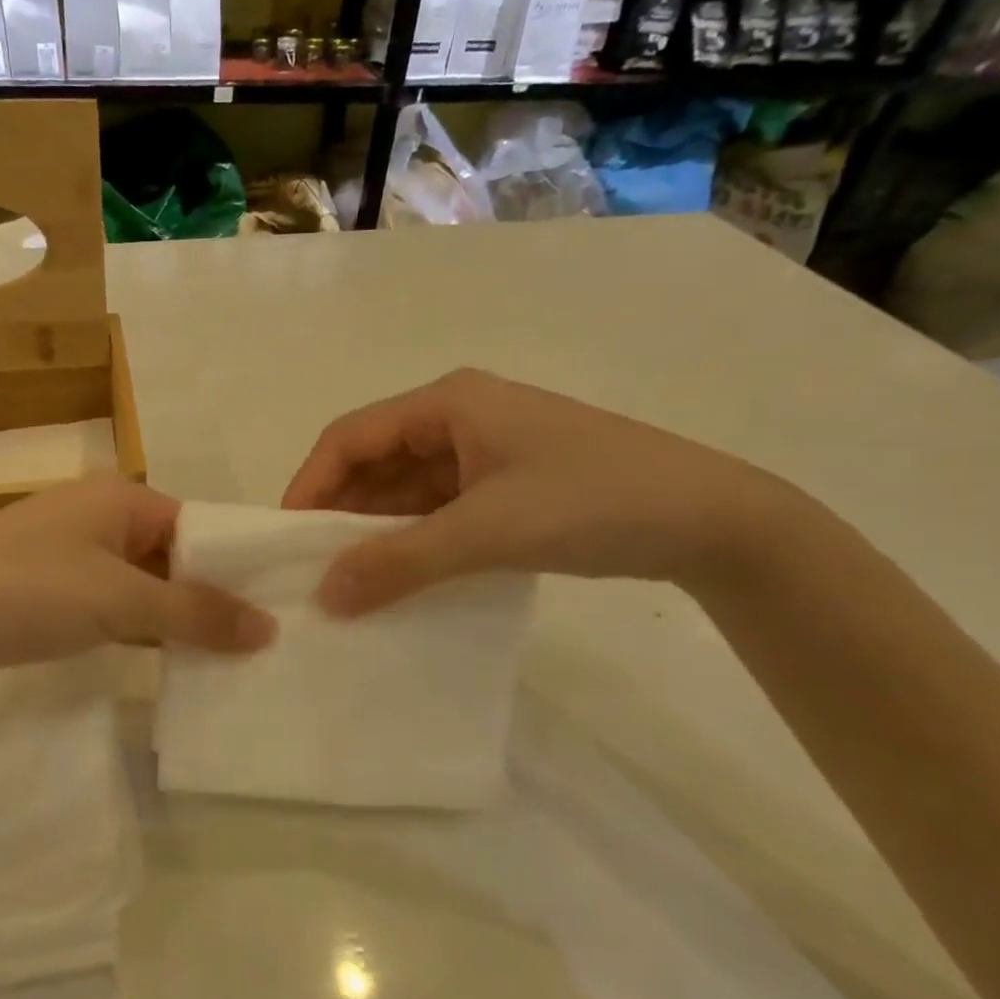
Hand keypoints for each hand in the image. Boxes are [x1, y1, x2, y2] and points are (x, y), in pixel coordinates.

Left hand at [0, 475, 276, 700]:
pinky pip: (112, 608)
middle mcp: (99, 517)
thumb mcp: (118, 598)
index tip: (278, 610)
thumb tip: (268, 628)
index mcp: (121, 496)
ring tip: (232, 660)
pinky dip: (140, 631)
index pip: (199, 526)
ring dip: (177, 619)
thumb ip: (194, 611)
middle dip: (210, 597)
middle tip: (262, 645)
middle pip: (173, 556)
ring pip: (143, 586)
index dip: (237, 566)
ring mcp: (71, 557)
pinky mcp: (49, 596)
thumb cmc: (25, 590)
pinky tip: (173, 663)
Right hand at [283, 369, 797, 613]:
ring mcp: (484, 452)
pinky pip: (439, 508)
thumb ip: (402, 561)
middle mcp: (459, 417)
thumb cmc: (592, 501)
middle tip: (312, 567)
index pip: (351, 436)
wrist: (713, 520)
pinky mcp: (506, 484)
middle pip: (375, 460)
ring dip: (378, 529)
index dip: (311, 483)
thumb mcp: (488, 531)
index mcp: (448, 403)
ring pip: (407, 488)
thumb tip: (325, 595)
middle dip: (342, 511)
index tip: (286, 537)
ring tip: (350, 581)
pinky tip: (401, 577)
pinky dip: (415, 539)